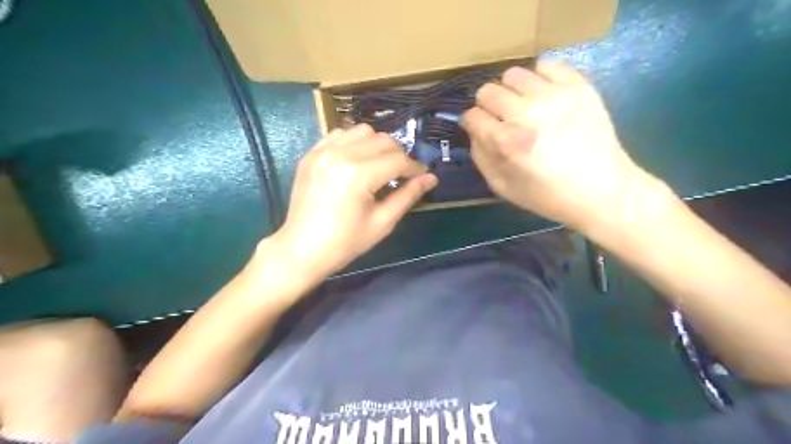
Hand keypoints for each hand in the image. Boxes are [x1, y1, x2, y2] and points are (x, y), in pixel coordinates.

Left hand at [268, 125, 435, 276]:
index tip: (423, 176)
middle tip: (402, 174)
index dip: (415, 168)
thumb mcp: (382, 222)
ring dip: (378, 145)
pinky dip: (354, 142)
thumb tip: (431, 178)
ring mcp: (322, 151)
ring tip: (380, 165)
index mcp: (358, 175)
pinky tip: (357, 161)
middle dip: (399, 155)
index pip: (398, 160)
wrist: (301, 249)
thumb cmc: (345, 242)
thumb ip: (408, 196)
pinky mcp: (311, 154)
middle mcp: (340, 154)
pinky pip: (340, 134)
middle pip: (383, 140)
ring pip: (362, 131)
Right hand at [462, 61, 662, 233]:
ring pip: (513, 74)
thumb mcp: (502, 186)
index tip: (481, 129)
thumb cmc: (547, 195)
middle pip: (487, 91)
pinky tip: (544, 95)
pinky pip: (547, 65)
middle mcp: (526, 113)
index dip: (473, 124)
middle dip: (488, 106)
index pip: (472, 116)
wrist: (601, 190)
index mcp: (507, 142)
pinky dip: (539, 77)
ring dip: (511, 90)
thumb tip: (474, 129)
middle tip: (501, 118)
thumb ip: (481, 156)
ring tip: (523, 105)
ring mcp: (554, 95)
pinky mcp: (578, 85)